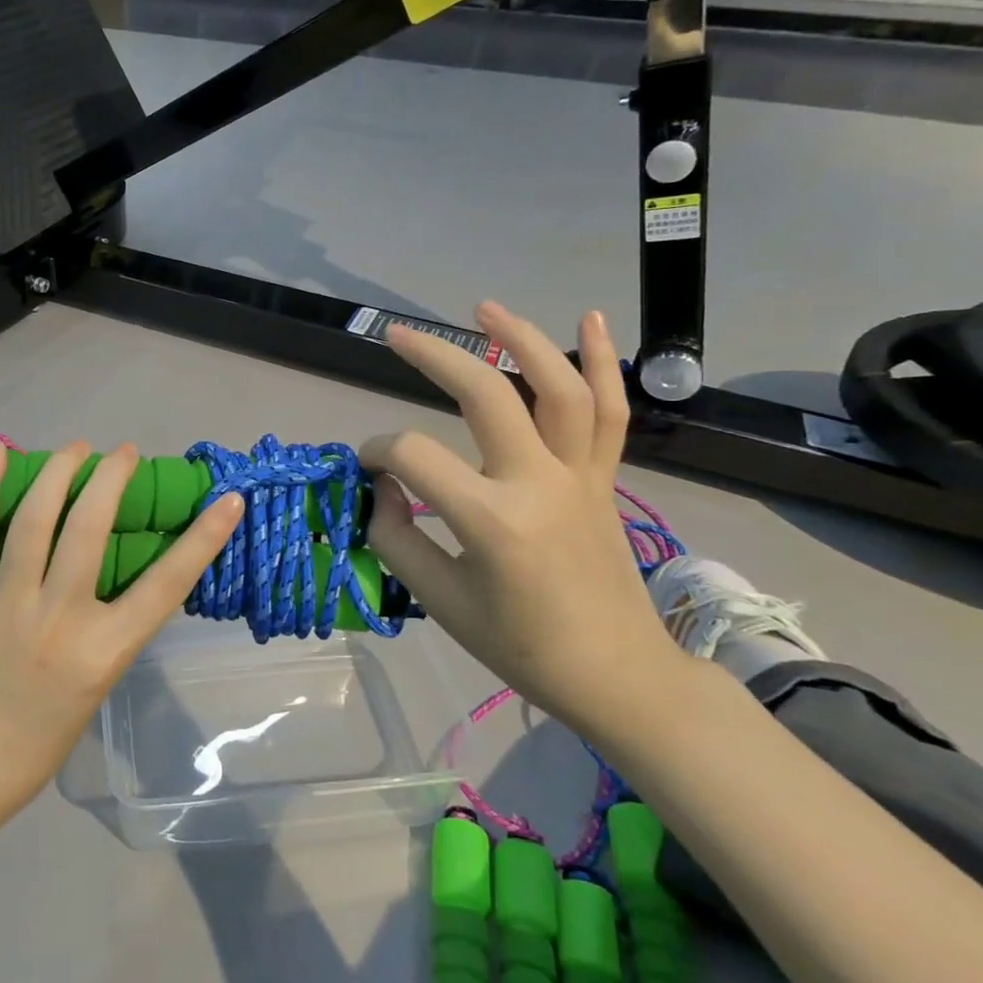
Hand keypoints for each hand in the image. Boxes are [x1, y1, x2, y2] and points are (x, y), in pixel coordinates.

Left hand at [0, 441, 244, 857]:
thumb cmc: (36, 744)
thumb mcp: (95, 687)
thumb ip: (106, 631)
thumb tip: (110, 579)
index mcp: (103, 651)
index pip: (166, 584)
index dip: (204, 538)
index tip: (228, 501)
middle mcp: (60, 617)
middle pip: (91, 526)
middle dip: (113, 477)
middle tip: (124, 453)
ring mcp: (8, 601)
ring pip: (35, 517)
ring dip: (59, 470)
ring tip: (77, 448)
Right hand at [361, 302, 675, 731]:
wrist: (617, 675)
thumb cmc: (521, 646)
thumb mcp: (440, 600)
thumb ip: (397, 537)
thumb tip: (384, 487)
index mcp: (492, 520)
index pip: (414, 457)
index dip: (377, 453)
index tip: (366, 470)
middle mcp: (539, 483)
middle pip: (486, 394)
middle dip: (434, 356)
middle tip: (396, 335)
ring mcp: (579, 476)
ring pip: (558, 388)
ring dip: (520, 339)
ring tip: (483, 308)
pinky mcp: (603, 478)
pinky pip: (611, 412)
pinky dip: (603, 361)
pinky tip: (591, 318)